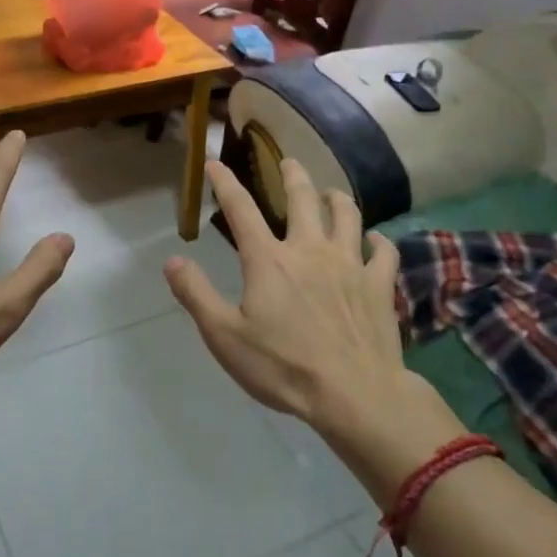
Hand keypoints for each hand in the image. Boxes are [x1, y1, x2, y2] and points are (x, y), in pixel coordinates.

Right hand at [165, 158, 460, 460]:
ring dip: (337, 198)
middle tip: (289, 162)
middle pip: (303, 197)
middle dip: (292, 174)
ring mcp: (350, 264)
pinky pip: (384, 251)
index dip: (224, 182)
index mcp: (269, 259)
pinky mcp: (380, 285)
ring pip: (348, 214)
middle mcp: (310, 249)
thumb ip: (196, 295)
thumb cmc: (283, 366)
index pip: (240, 209)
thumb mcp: (224, 336)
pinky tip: (375, 241)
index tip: (214, 162)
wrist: (354, 394)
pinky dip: (378, 241)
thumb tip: (172, 260)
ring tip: (331, 192)